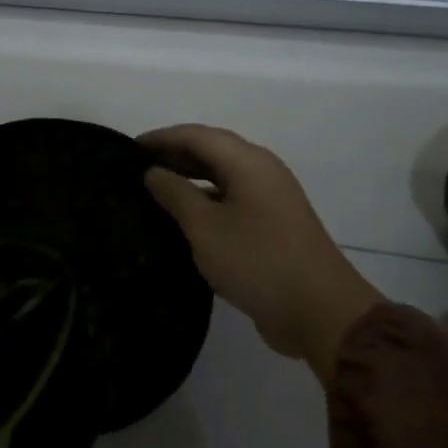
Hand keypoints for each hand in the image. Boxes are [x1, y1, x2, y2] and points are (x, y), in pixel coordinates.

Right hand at [139, 124, 378, 381]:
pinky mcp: (273, 227)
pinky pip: (232, 201)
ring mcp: (271, 200)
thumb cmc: (257, 261)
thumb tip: (154, 171)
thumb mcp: (205, 228)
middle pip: (212, 151)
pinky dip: (206, 202)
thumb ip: (176, 194)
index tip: (128, 148)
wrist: (319, 312)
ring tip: (154, 192)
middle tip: (137, 169)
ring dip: (190, 179)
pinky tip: (183, 222)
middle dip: (174, 155)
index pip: (197, 135)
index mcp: (248, 162)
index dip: (162, 138)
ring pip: (223, 178)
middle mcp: (262, 172)